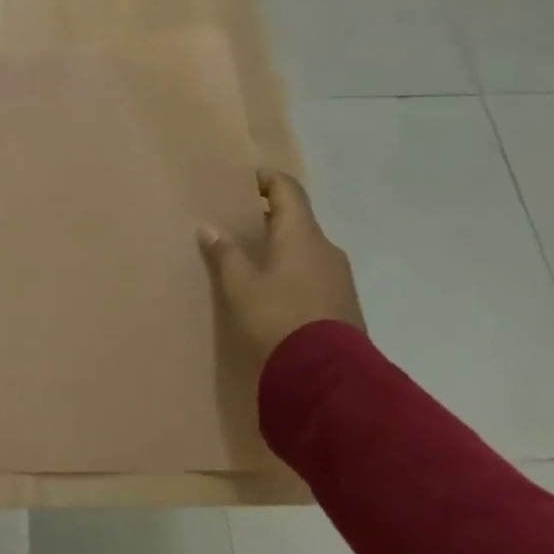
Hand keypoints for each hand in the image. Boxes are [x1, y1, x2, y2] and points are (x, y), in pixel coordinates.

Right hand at [200, 170, 362, 367]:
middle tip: (238, 222)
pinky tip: (274, 288)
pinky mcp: (343, 302)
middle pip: (297, 219)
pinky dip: (293, 269)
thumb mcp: (241, 286)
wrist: (328, 375)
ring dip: (281, 245)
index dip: (267, 179)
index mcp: (301, 235)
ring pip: (306, 248)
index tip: (246, 178)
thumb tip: (209, 229)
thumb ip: (225, 254)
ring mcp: (339, 276)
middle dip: (269, 217)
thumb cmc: (278, 317)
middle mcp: (326, 248)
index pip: (288, 190)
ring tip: (253, 258)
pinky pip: (314, 272)